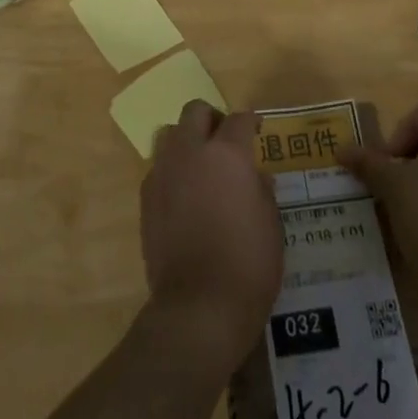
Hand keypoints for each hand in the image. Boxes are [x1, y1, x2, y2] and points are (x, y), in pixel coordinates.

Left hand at [140, 102, 282, 372]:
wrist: (198, 307)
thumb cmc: (248, 265)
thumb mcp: (272, 225)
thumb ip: (262, 190)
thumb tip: (255, 177)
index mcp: (227, 154)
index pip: (239, 120)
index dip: (251, 122)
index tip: (257, 129)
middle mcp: (191, 153)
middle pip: (195, 111)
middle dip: (212, 119)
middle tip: (225, 140)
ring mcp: (163, 173)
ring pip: (169, 133)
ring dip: (186, 140)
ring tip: (200, 165)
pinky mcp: (146, 198)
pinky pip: (158, 168)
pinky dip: (172, 171)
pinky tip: (184, 195)